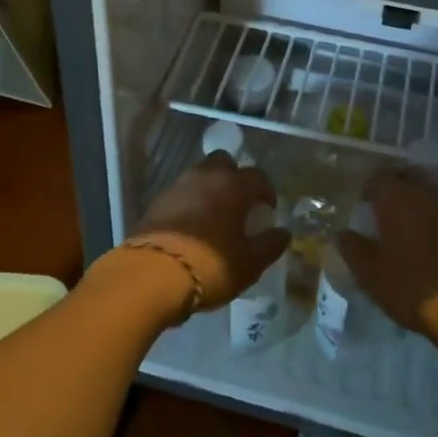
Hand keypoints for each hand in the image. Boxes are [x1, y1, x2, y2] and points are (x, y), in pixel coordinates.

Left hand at [131, 152, 290, 308]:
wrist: (154, 274)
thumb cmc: (212, 265)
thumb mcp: (250, 263)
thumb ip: (270, 244)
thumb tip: (283, 233)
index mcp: (233, 185)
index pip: (257, 176)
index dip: (266, 191)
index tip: (268, 208)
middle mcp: (205, 176)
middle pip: (223, 162)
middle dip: (234, 176)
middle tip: (239, 201)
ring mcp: (177, 186)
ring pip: (199, 175)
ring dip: (209, 188)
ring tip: (214, 214)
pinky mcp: (156, 202)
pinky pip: (180, 193)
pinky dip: (189, 202)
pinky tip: (191, 225)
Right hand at [337, 167, 437, 334]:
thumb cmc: (410, 286)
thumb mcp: (370, 273)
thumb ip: (352, 248)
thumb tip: (342, 233)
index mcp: (395, 199)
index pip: (377, 177)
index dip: (367, 188)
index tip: (362, 205)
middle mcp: (425, 195)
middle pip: (406, 177)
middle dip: (394, 187)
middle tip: (383, 209)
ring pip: (429, 193)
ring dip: (417, 202)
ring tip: (407, 225)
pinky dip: (435, 219)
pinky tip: (431, 241)